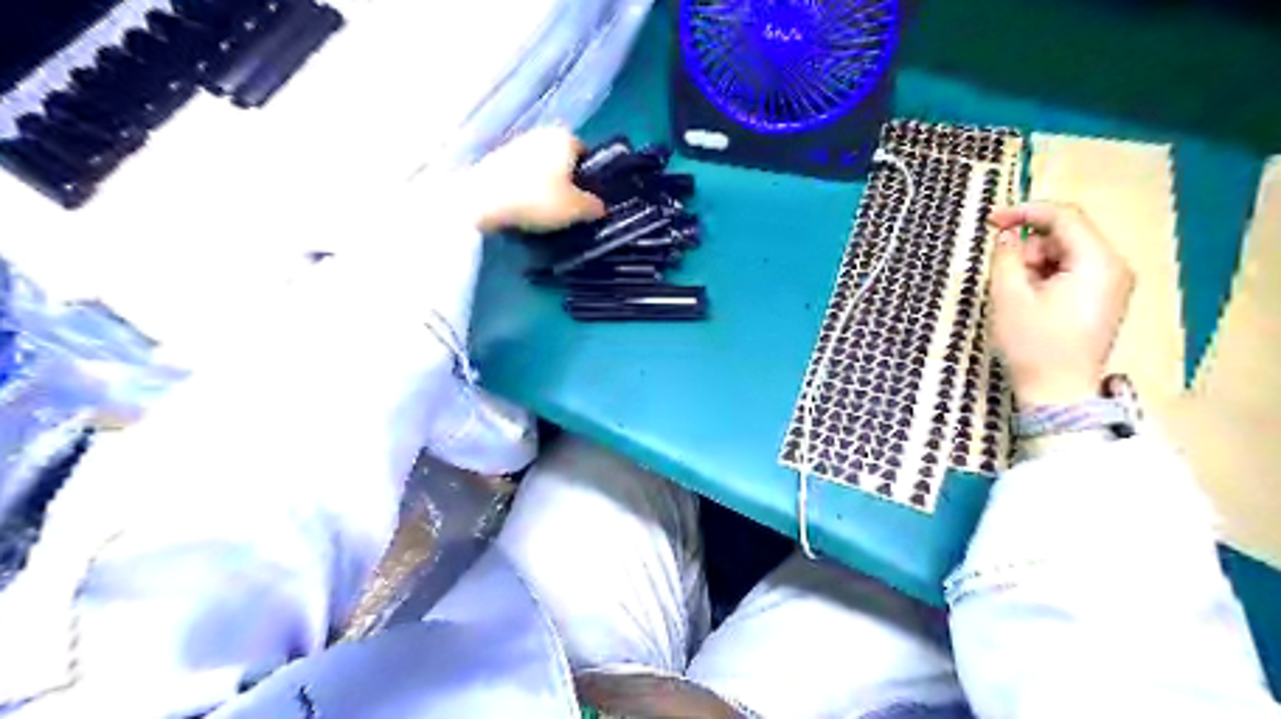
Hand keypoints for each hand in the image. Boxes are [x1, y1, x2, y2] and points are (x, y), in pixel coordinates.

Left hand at [467, 125, 604, 233]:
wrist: (481, 202)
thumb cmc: (537, 199)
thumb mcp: (576, 209)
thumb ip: (594, 206)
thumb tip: (599, 206)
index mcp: (565, 137)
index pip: (586, 155)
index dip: (589, 178)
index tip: (585, 200)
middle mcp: (541, 133)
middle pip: (562, 160)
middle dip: (565, 181)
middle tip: (567, 209)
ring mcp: (515, 144)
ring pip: (540, 167)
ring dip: (544, 185)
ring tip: (544, 213)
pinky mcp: (495, 159)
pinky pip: (520, 175)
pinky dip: (525, 189)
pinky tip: (523, 209)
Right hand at [984, 203, 1133, 409]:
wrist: (1057, 393)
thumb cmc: (1033, 344)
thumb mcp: (1009, 296)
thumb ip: (1006, 257)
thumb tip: (1007, 235)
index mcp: (1097, 262)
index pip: (1065, 216)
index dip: (1025, 211)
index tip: (990, 220)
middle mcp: (1113, 267)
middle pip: (1065, 236)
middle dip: (1027, 248)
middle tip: (1000, 274)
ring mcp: (1111, 285)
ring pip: (1064, 255)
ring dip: (1033, 265)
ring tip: (1014, 295)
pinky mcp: (1101, 300)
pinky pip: (1070, 273)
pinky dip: (1044, 278)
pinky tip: (1028, 302)